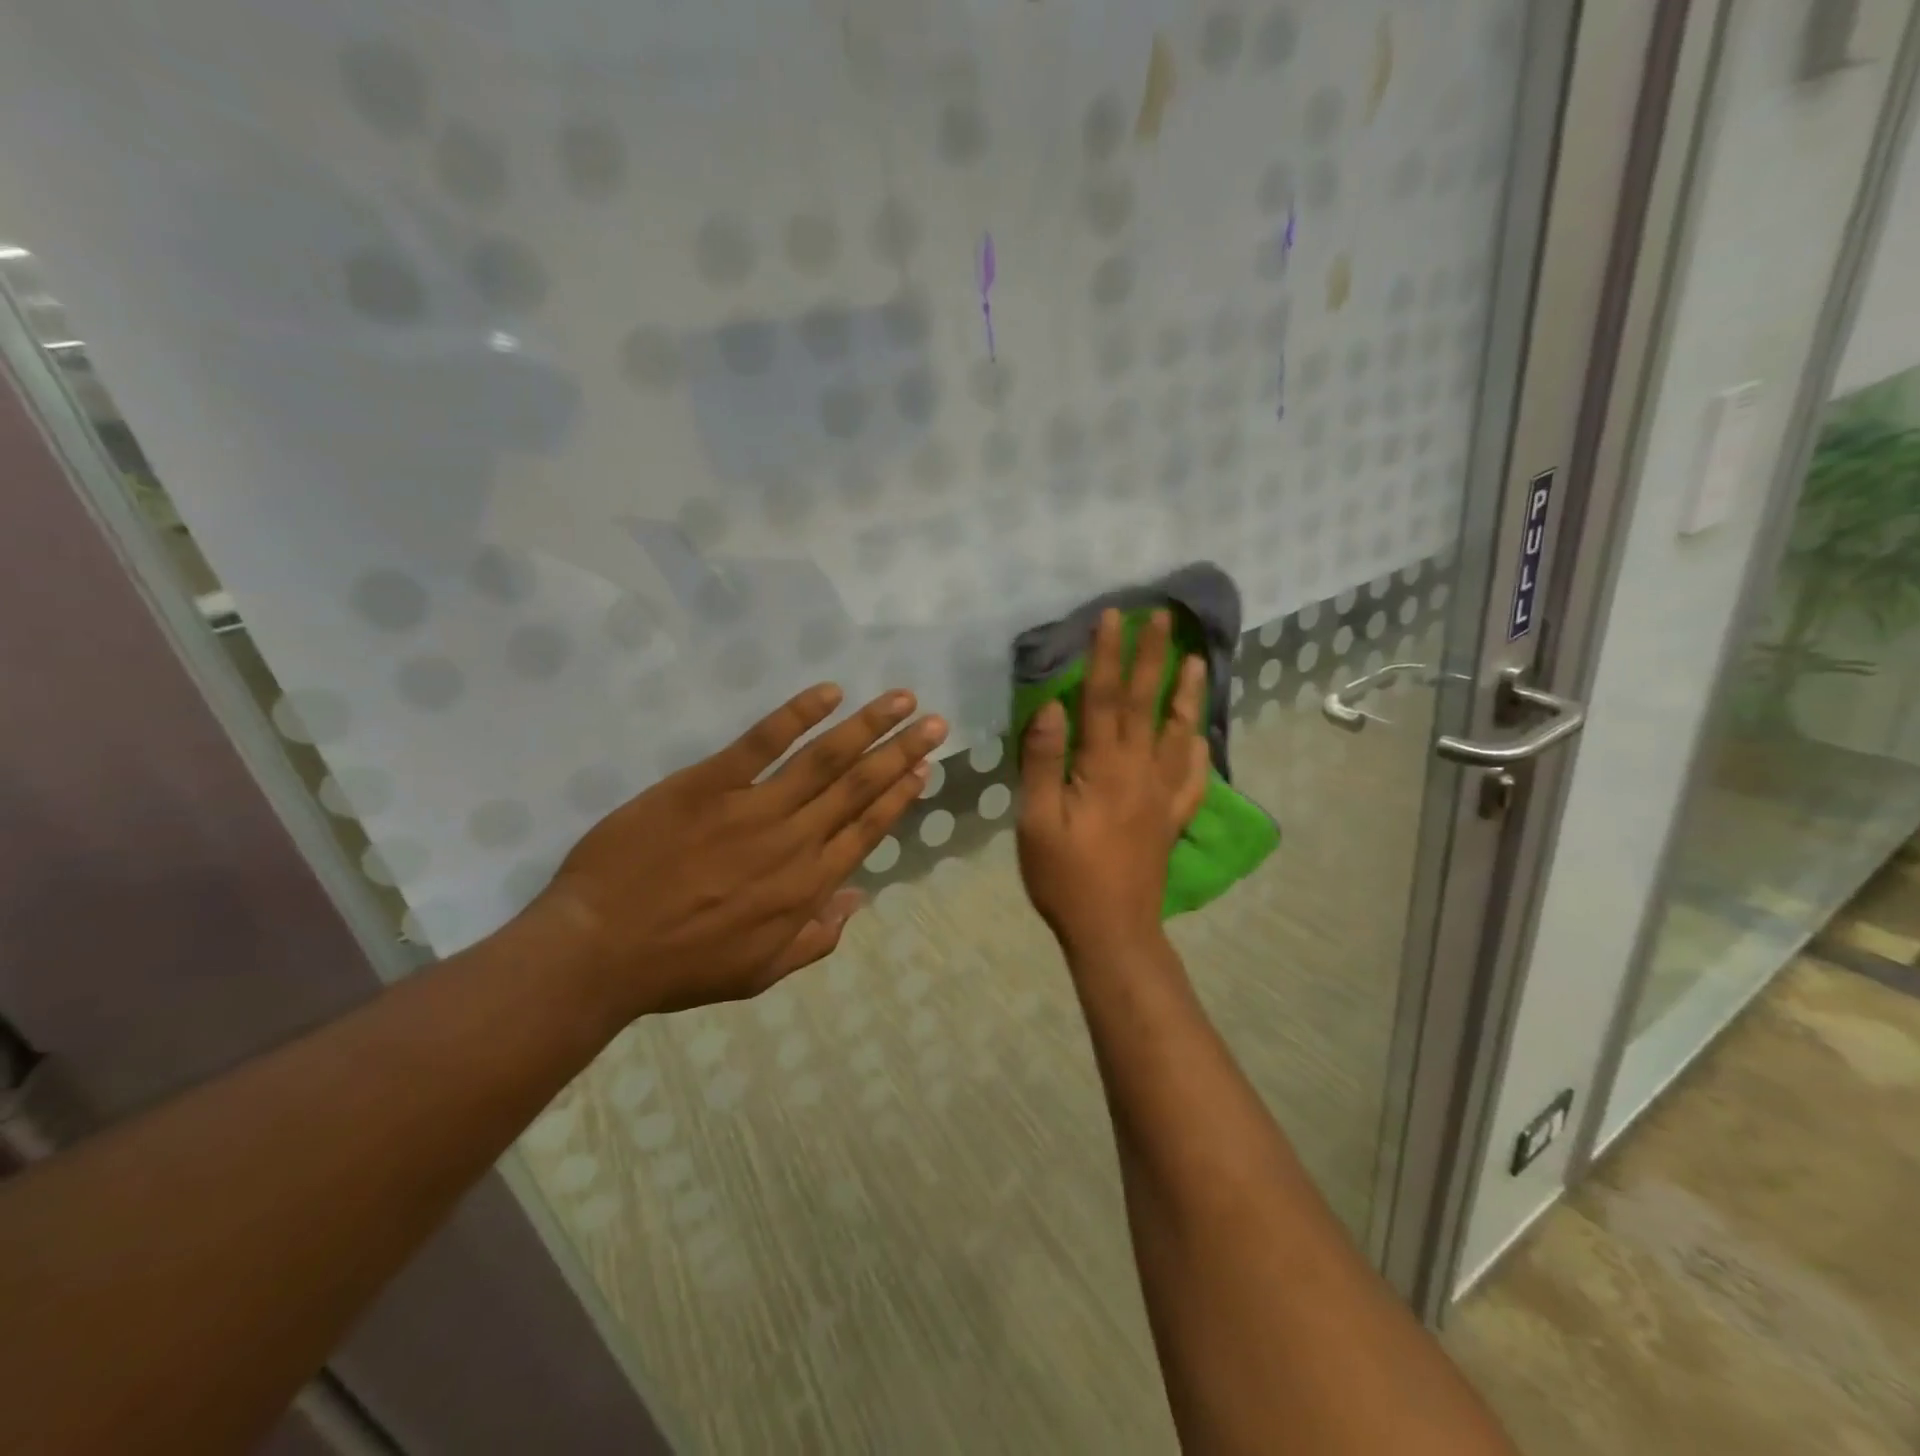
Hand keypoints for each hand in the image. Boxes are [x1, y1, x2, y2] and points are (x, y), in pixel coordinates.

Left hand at [534, 685, 946, 1020]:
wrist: (599, 949)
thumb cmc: (679, 966)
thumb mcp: (758, 974)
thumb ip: (815, 939)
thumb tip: (859, 901)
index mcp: (807, 887)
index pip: (868, 830)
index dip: (900, 796)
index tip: (924, 768)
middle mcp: (794, 841)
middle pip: (859, 787)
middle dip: (902, 752)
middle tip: (935, 722)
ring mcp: (753, 808)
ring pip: (824, 760)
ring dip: (868, 727)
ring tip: (902, 700)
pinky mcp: (709, 783)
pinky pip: (762, 743)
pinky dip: (797, 715)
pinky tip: (829, 693)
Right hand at [1017, 609, 1209, 957]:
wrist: (1112, 930)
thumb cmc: (1065, 877)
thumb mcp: (1037, 820)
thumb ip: (1044, 761)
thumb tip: (1051, 706)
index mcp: (1104, 768)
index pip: (1105, 699)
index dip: (1108, 656)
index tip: (1113, 616)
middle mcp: (1141, 772)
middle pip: (1147, 704)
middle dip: (1153, 657)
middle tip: (1164, 618)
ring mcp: (1163, 795)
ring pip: (1178, 734)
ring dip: (1185, 695)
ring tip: (1196, 662)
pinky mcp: (1171, 818)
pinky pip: (1192, 778)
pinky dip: (1197, 751)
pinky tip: (1199, 737)